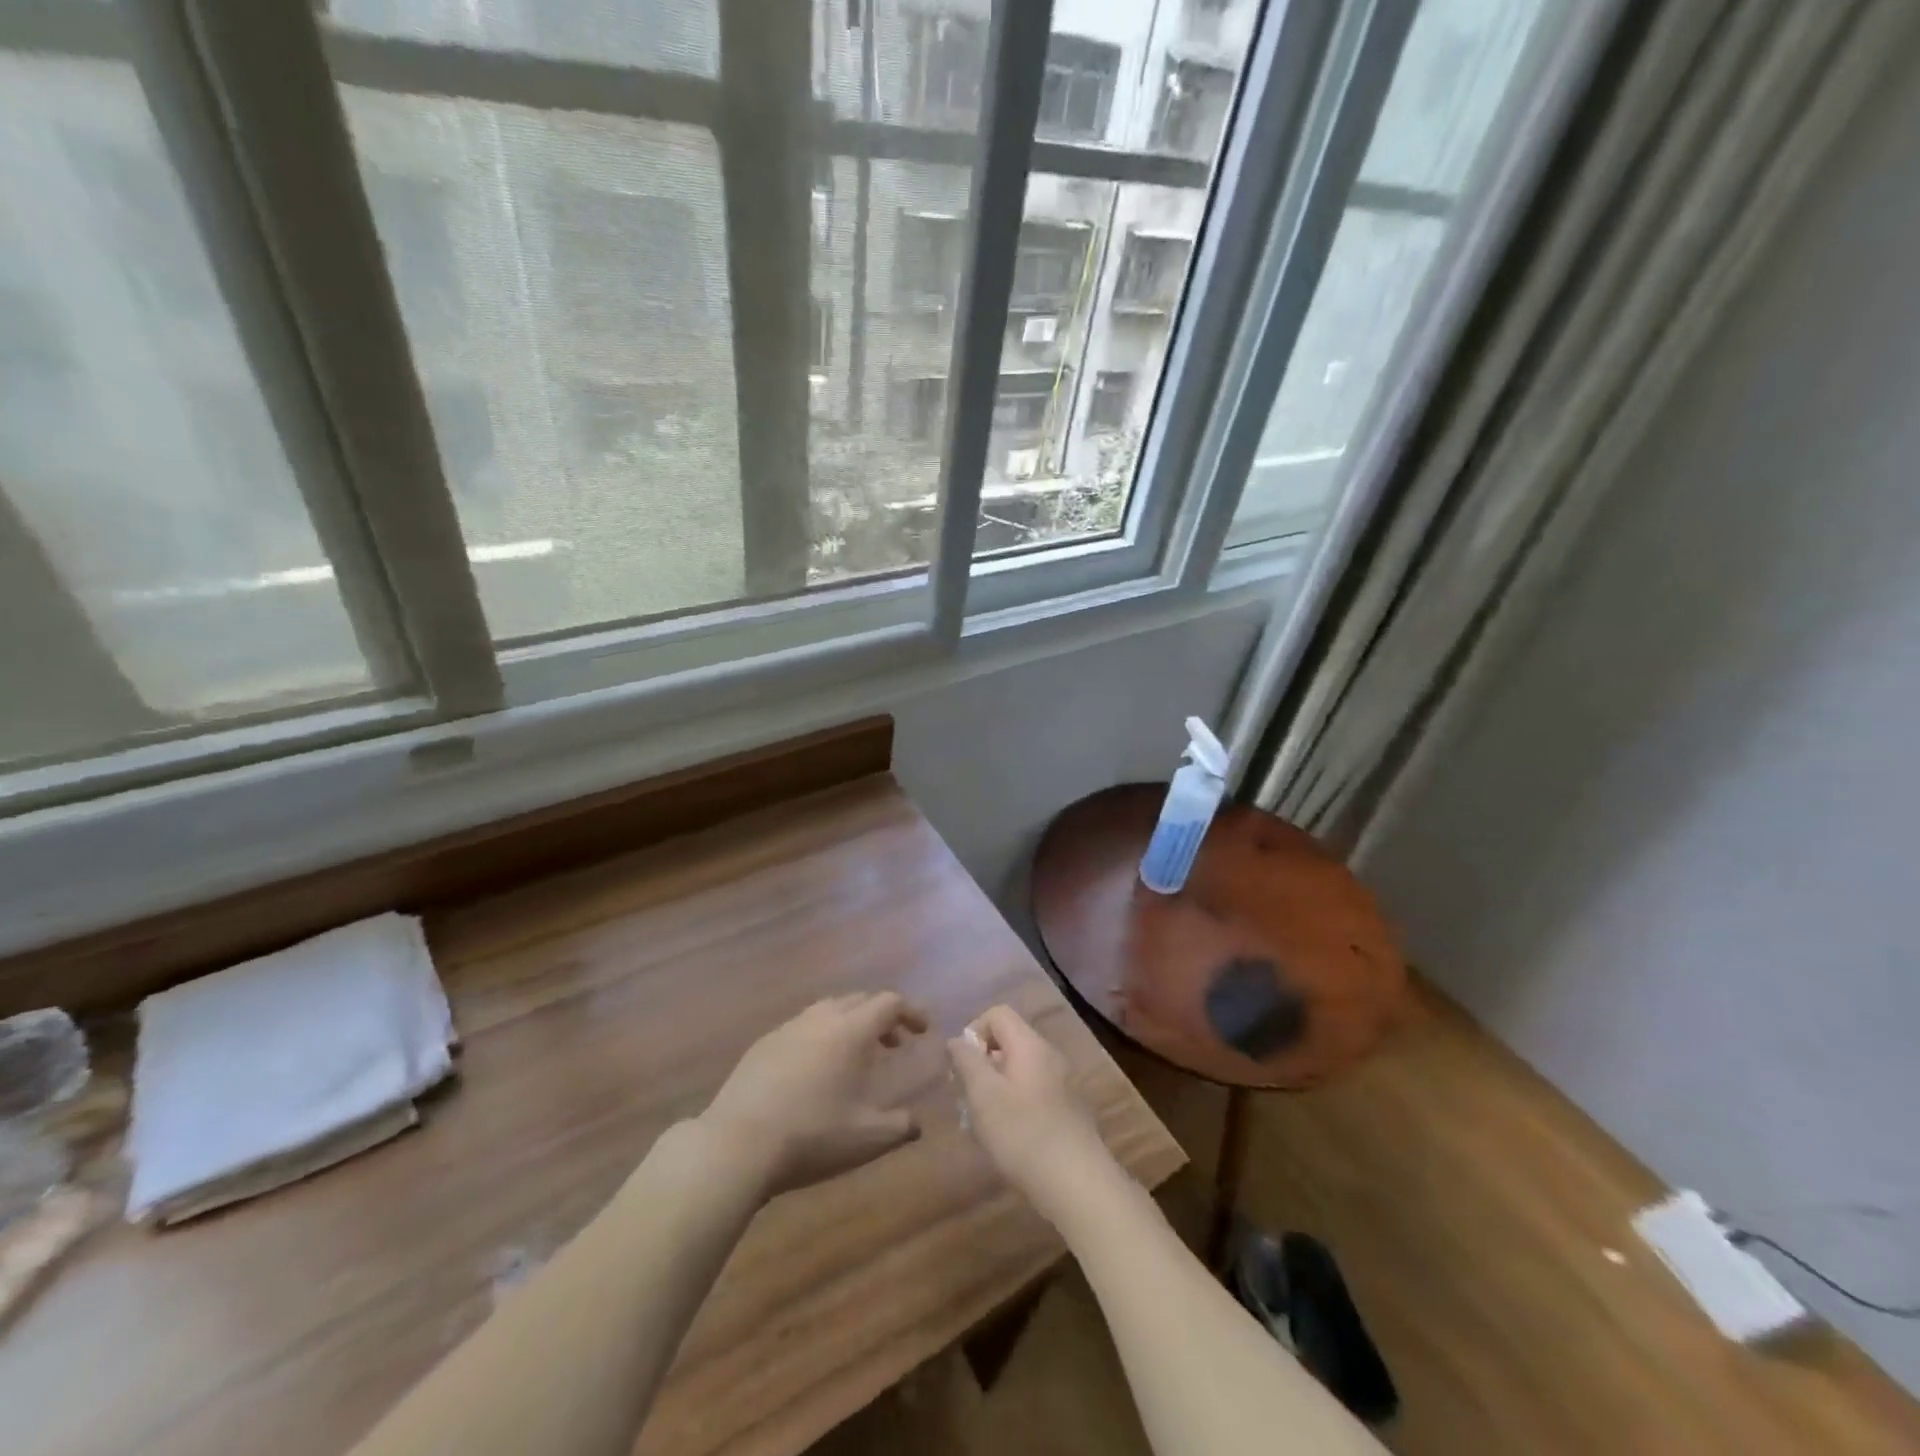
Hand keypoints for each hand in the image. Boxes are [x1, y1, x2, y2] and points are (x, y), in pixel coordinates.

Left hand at [699, 992, 928, 1197]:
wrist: (737, 1143)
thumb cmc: (812, 1136)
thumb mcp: (866, 1138)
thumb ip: (900, 1127)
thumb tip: (917, 1123)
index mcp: (852, 1030)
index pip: (890, 1002)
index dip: (911, 1012)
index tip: (923, 1031)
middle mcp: (822, 1018)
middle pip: (860, 999)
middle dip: (882, 1016)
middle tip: (893, 1043)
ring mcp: (788, 1028)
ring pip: (828, 1009)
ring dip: (850, 1023)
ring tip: (855, 1056)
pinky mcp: (763, 1044)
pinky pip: (802, 1027)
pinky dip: (821, 1036)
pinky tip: (814, 1070)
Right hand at [947, 1005, 1118, 1225]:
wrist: (1077, 1183)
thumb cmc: (1023, 1133)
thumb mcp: (983, 1094)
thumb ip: (967, 1061)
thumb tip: (957, 1040)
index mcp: (1030, 1044)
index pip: (997, 1014)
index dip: (974, 1032)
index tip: (962, 1067)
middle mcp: (1049, 1055)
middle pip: (1008, 1042)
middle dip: (981, 1065)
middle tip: (966, 1099)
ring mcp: (1062, 1083)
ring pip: (1018, 1071)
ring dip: (995, 1088)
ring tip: (981, 1124)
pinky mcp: (1067, 1110)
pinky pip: (1032, 1092)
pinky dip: (1014, 1104)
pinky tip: (1006, 1138)